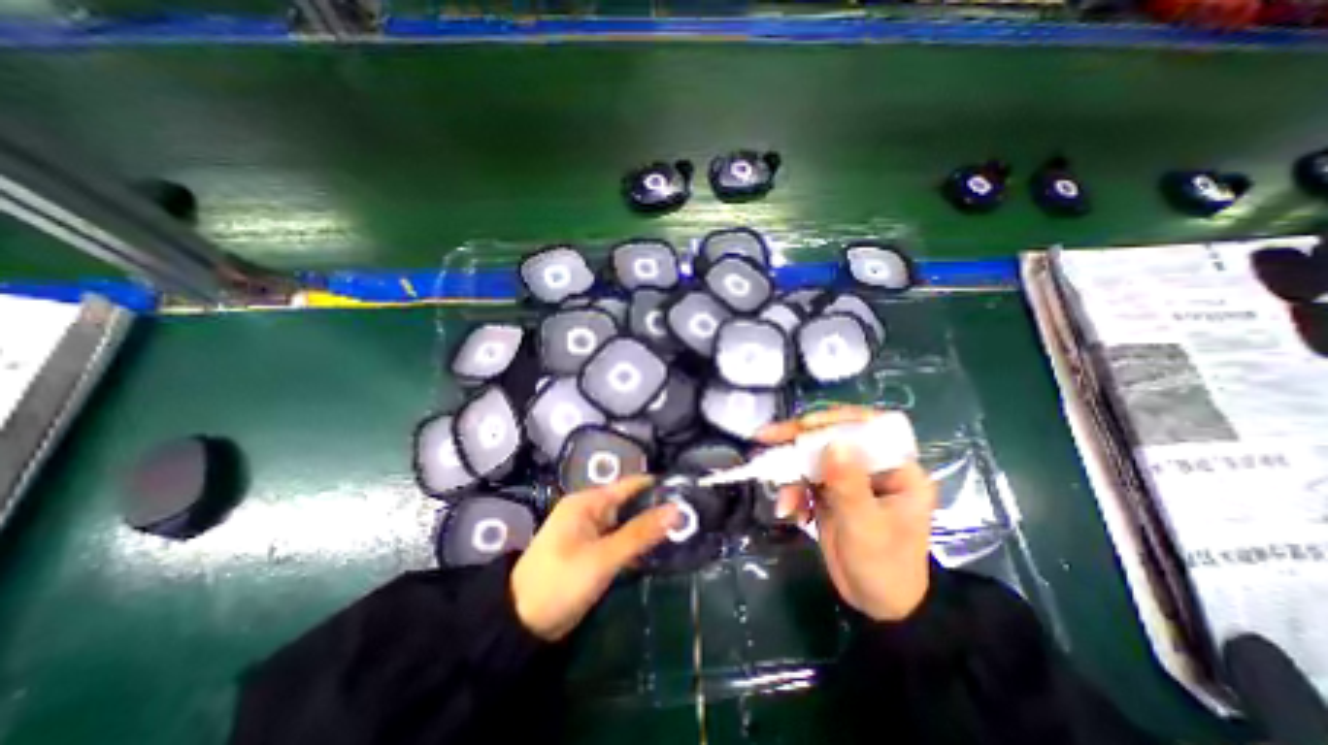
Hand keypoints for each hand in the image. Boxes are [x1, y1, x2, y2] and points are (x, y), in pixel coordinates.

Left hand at [508, 478, 675, 639]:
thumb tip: (677, 510)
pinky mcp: (593, 552)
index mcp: (588, 502)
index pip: (630, 485)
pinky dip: (637, 544)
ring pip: (627, 524)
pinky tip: (661, 551)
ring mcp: (592, 532)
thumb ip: (640, 534)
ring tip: (684, 532)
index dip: (657, 488)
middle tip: (691, 519)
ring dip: (649, 528)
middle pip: (630, 503)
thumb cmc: (560, 582)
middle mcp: (591, 511)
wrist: (521, 624)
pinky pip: (620, 541)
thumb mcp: (603, 557)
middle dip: (656, 510)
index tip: (687, 495)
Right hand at [757, 409, 932, 623]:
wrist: (876, 604)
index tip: (803, 426)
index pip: (867, 427)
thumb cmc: (885, 568)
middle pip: (832, 437)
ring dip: (791, 473)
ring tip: (784, 502)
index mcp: (897, 468)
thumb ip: (849, 486)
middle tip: (765, 438)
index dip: (834, 421)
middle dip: (798, 441)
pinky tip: (789, 512)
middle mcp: (872, 465)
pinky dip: (792, 491)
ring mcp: (848, 476)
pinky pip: (804, 478)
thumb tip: (833, 444)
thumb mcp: (867, 528)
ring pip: (813, 457)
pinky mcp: (830, 490)